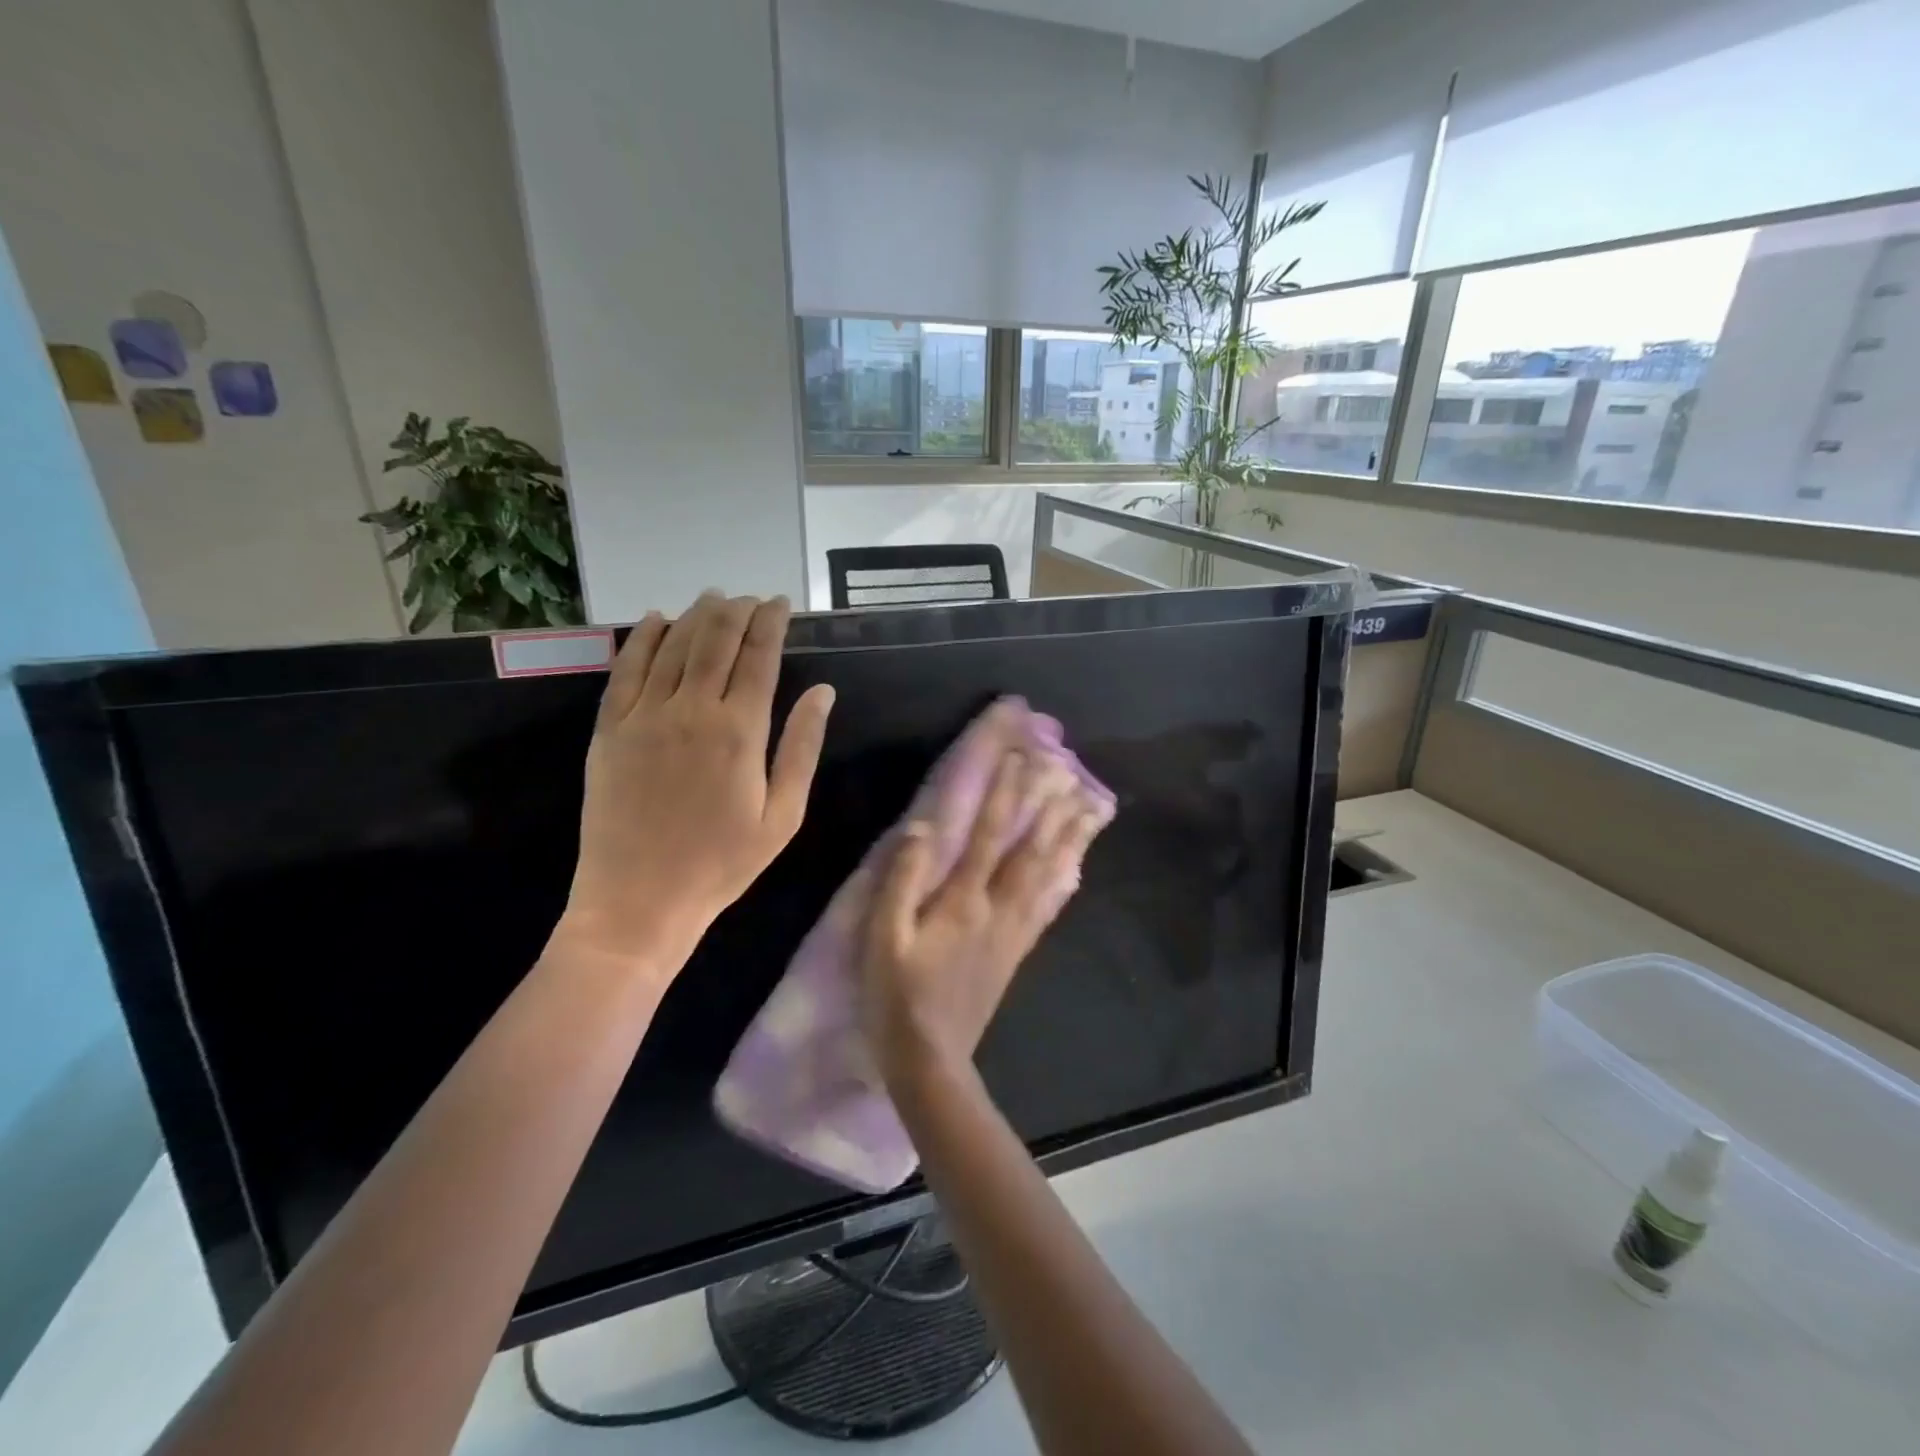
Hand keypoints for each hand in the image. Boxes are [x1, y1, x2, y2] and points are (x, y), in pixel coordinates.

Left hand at [556, 592, 834, 975]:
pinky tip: (654, 620)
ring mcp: (644, 716)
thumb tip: (823, 692)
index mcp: (740, 731)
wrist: (638, 900)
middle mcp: (692, 710)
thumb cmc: (721, 864)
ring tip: (713, 598)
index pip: (759, 657)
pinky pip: (625, 668)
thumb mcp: (782, 816)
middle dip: (736, 610)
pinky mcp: (609, 729)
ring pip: (672, 645)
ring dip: (695, 615)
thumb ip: (802, 748)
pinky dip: (641, 638)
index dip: (771, 623)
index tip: (781, 603)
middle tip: (750, 598)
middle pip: (715, 640)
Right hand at [861, 750, 1113, 1086]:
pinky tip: (1075, 869)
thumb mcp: (882, 937)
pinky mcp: (1016, 953)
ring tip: (1089, 810)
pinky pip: (1047, 908)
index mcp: (963, 901)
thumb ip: (901, 880)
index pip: (987, 834)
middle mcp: (997, 909)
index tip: (1018, 758)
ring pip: (1047, 875)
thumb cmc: (896, 996)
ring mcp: (1013, 932)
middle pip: (1029, 850)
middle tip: (1068, 772)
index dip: (1003, 794)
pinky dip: (1064, 881)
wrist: (931, 1060)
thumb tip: (922, 829)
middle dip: (1047, 808)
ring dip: (1068, 839)